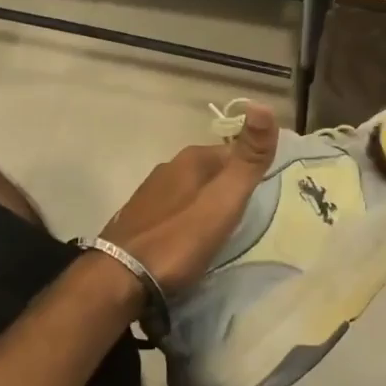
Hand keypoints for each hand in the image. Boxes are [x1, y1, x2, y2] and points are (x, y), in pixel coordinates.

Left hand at [99, 103, 278, 293]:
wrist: (119, 280)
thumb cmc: (179, 239)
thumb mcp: (224, 199)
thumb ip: (248, 159)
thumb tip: (263, 106)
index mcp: (190, 159)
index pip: (232, 151)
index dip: (250, 169)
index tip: (265, 194)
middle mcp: (167, 169)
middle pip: (210, 172)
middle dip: (227, 188)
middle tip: (247, 216)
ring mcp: (148, 195)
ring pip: (189, 192)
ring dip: (205, 205)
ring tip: (221, 231)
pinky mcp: (136, 221)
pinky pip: (173, 212)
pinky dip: (186, 221)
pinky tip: (190, 241)